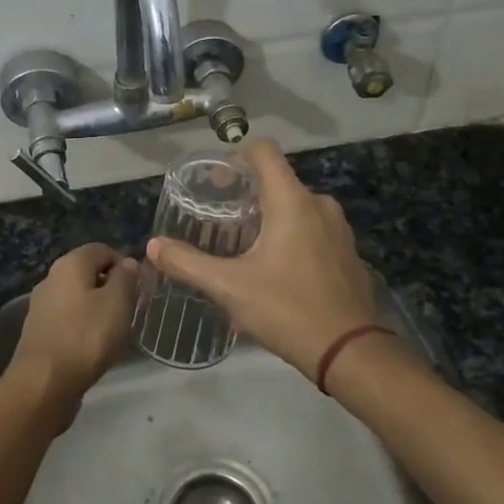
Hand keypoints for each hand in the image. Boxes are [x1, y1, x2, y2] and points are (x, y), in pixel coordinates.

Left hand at [8, 243, 139, 414]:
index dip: (125, 264)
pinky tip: (94, 346)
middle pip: (88, 273)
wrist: (44, 383)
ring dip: (98, 309)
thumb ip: (126, 278)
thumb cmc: (86, 337)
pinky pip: (68, 319)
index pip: (102, 249)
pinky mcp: (40, 331)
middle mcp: (51, 278)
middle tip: (130, 310)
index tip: (140, 289)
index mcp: (69, 264)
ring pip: (78, 297)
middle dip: (112, 288)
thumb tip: (127, 263)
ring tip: (115, 331)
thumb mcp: (118, 303)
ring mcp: (42, 306)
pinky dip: (84, 326)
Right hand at [147, 139, 378, 381]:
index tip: (216, 182)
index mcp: (292, 202)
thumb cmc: (287, 310)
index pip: (264, 151)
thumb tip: (154, 246)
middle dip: (248, 194)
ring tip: (245, 246)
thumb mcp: (229, 287)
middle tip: (221, 220)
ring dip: (270, 217)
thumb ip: (187, 263)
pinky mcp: (348, 253)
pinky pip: (314, 229)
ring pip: (297, 207)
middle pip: (278, 180)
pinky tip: (277, 269)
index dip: (237, 156)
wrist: (349, 352)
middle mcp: (319, 205)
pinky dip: (292, 236)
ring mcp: (339, 229)